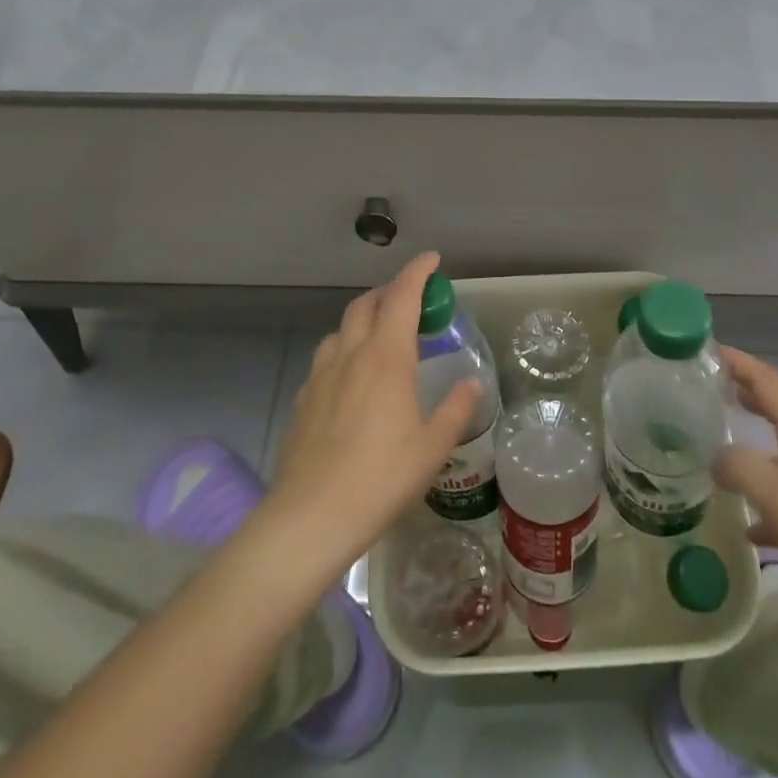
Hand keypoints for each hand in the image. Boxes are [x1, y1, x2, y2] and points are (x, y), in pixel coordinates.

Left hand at [264, 253, 483, 575]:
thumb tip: (473, 383)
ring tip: (381, 338)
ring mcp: (321, 374)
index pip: (402, 295)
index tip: (432, 260)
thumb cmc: (380, 479)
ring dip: (364, 319)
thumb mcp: (432, 447)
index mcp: (387, 357)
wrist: (310, 517)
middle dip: (389, 291)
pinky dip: (344, 352)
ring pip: (342, 328)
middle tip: (410, 300)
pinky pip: (326, 359)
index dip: (418, 271)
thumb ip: (455, 409)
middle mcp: (351, 354)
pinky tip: (351, 381)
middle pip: (367, 303)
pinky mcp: (303, 398)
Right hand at [714, 347, 777, 613]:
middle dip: (744, 393)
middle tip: (706, 390)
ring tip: (719, 446)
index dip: (736, 360)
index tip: (703, 348)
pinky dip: (770, 497)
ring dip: (754, 441)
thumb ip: (740, 468)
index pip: (766, 379)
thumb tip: (715, 457)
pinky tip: (752, 526)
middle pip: (777, 407)